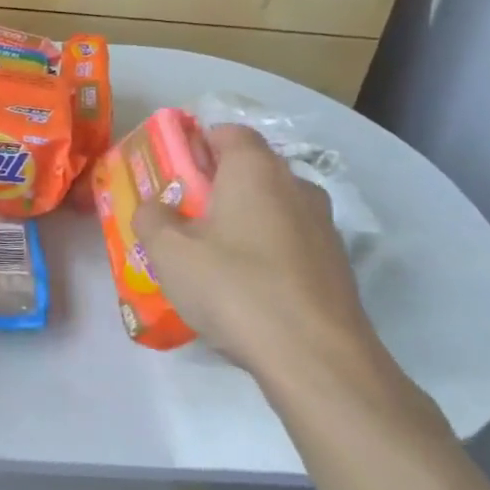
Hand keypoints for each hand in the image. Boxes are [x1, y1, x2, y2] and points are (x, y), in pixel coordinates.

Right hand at [134, 124, 383, 385]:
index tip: (174, 171)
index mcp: (256, 170)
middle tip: (183, 218)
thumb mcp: (169, 252)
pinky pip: (290, 244)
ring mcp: (323, 227)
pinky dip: (266, 253)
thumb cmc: (234, 287)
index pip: (229, 131)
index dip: (198, 143)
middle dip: (216, 186)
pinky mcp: (337, 267)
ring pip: (273, 208)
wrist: (316, 358)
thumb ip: (152, 218)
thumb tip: (154, 208)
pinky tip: (246, 291)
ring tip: (212, 259)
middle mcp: (296, 187)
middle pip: (251, 170)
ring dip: (243, 221)